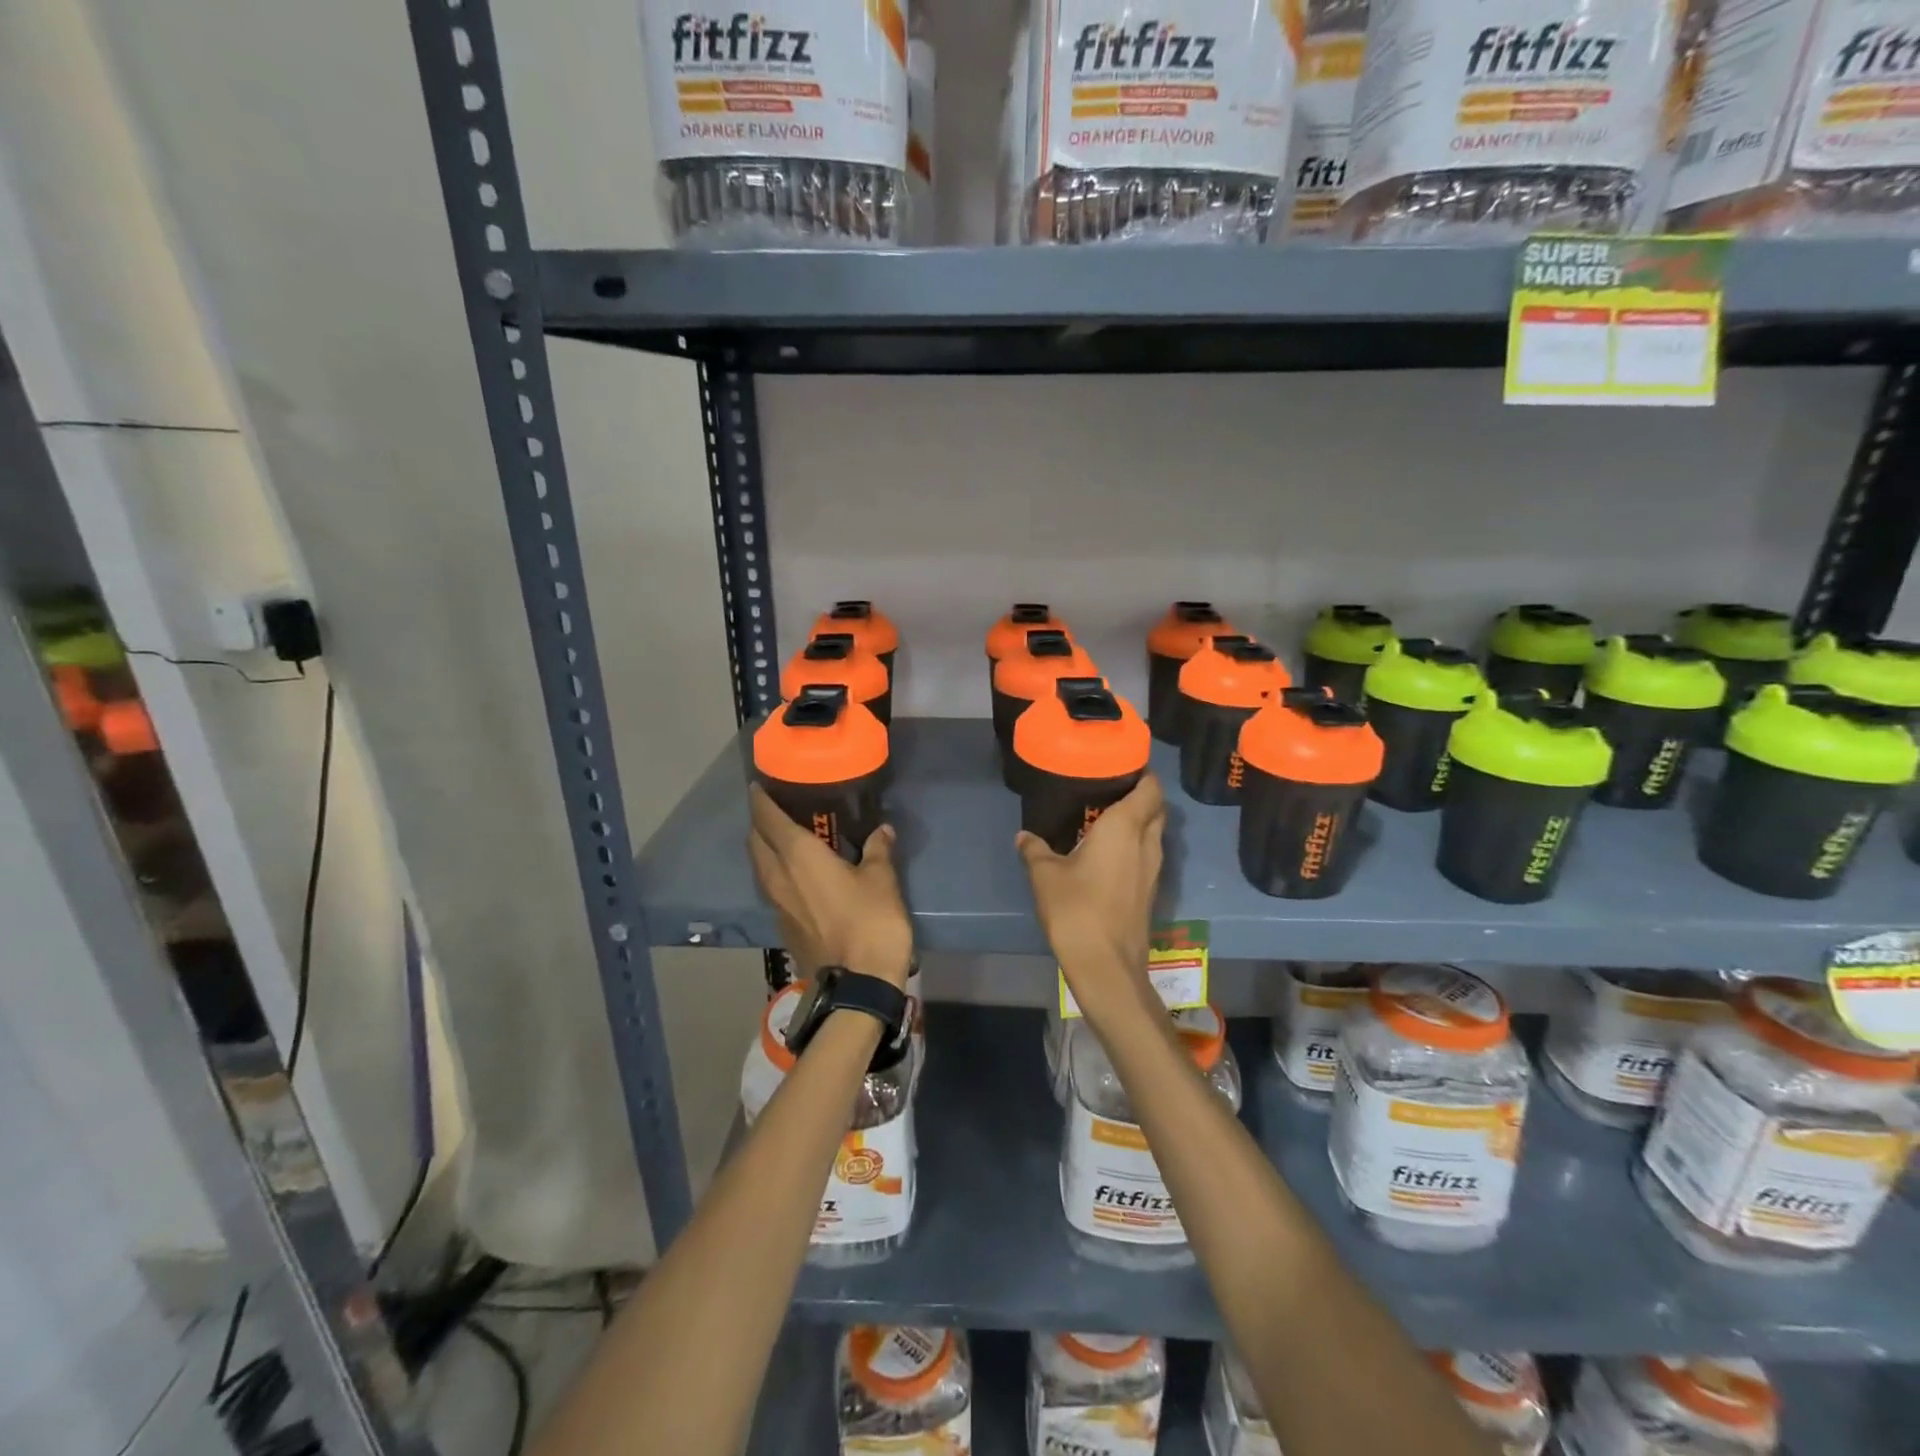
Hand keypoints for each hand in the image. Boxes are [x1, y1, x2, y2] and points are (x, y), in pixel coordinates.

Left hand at [748, 786, 912, 988]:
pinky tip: (796, 875)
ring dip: (765, 849)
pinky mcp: (782, 926)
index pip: (768, 819)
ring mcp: (776, 905)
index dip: (760, 800)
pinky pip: (771, 888)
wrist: (858, 983)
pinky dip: (776, 873)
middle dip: (760, 823)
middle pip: (756, 842)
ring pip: (760, 867)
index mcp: (798, 856)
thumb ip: (877, 849)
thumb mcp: (881, 879)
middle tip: (777, 810)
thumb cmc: (870, 921)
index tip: (759, 785)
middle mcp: (778, 876)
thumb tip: (882, 830)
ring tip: (785, 839)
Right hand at [1016, 773, 1166, 1026]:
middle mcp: (1146, 843)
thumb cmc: (1076, 909)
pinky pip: (1148, 855)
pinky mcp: (1150, 891)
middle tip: (1109, 790)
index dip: (1142, 773)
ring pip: (1154, 833)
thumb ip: (1035, 849)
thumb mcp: (1044, 875)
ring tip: (1106, 818)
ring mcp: (1153, 869)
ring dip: (1139, 822)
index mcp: (1125, 827)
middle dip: (1140, 795)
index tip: (1121, 765)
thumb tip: (1024, 835)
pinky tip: (1108, 853)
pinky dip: (1135, 845)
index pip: (1150, 788)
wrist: (1106, 965)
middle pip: (1156, 808)